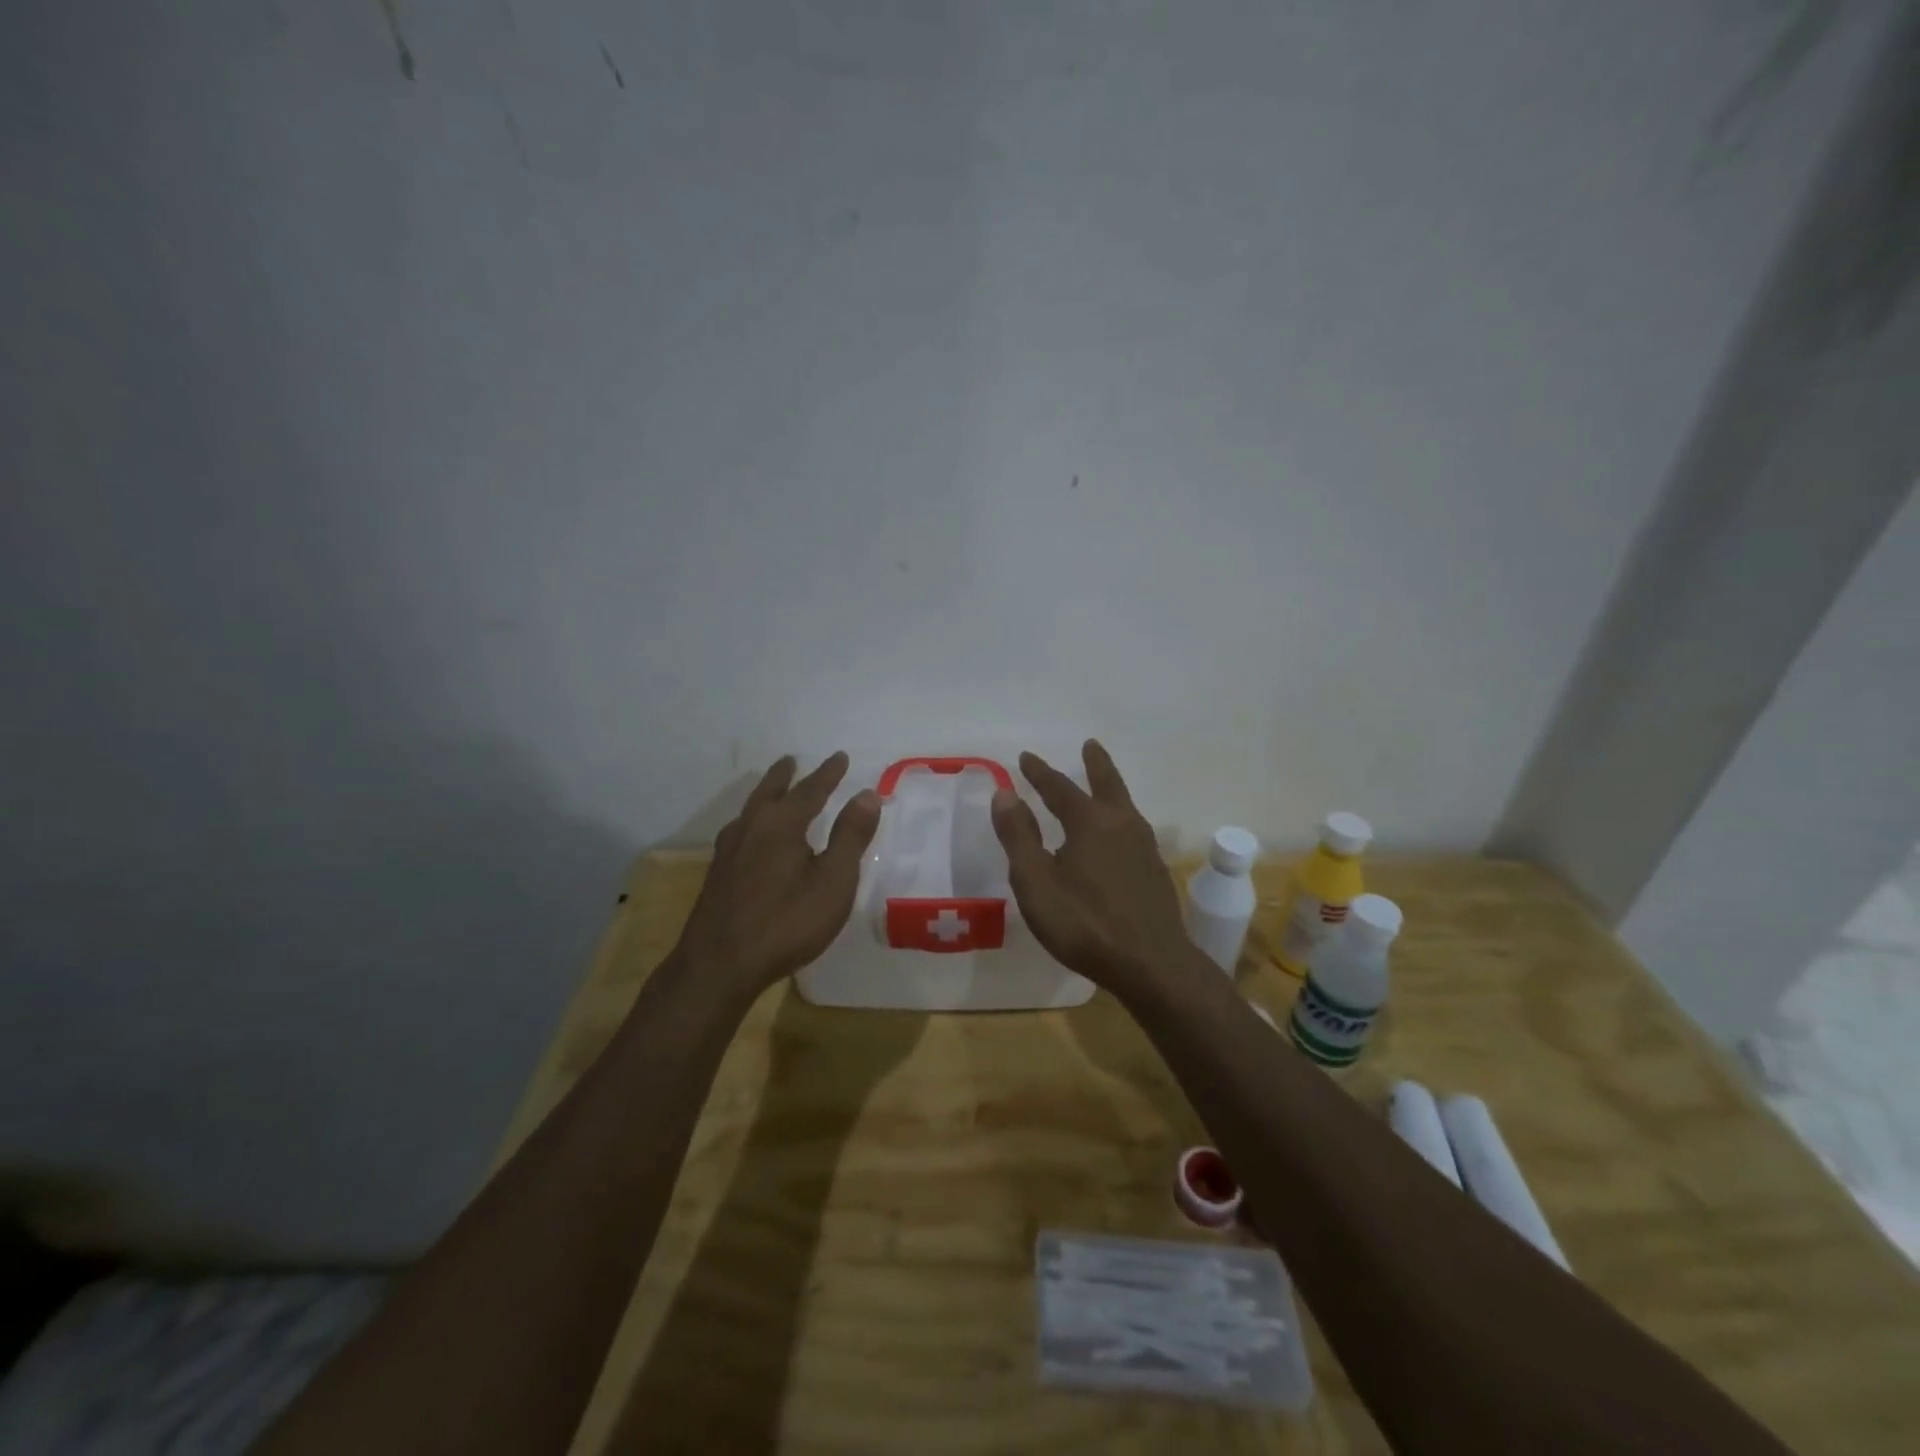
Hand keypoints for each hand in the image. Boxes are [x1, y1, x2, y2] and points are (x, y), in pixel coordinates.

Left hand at [673, 753, 880, 996]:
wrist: (719, 965)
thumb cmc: (787, 922)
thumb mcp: (833, 881)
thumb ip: (850, 836)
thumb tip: (867, 794)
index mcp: (781, 824)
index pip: (810, 790)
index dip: (828, 774)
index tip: (840, 757)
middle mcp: (751, 828)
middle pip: (770, 792)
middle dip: (785, 777)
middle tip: (791, 761)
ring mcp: (728, 852)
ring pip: (750, 811)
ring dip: (765, 795)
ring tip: (771, 792)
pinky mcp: (717, 875)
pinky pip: (739, 832)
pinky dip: (752, 821)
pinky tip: (750, 838)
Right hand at [991, 741, 1191, 989]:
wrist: (1152, 964)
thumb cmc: (1084, 923)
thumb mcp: (1036, 882)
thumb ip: (1019, 837)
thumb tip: (1005, 794)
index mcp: (1090, 822)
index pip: (1059, 788)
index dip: (1040, 773)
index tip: (1026, 757)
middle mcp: (1121, 825)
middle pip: (1107, 784)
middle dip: (1095, 764)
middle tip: (1090, 745)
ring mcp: (1144, 847)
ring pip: (1125, 805)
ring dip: (1111, 788)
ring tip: (1103, 784)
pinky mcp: (1154, 871)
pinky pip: (1133, 829)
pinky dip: (1120, 817)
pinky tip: (1118, 835)